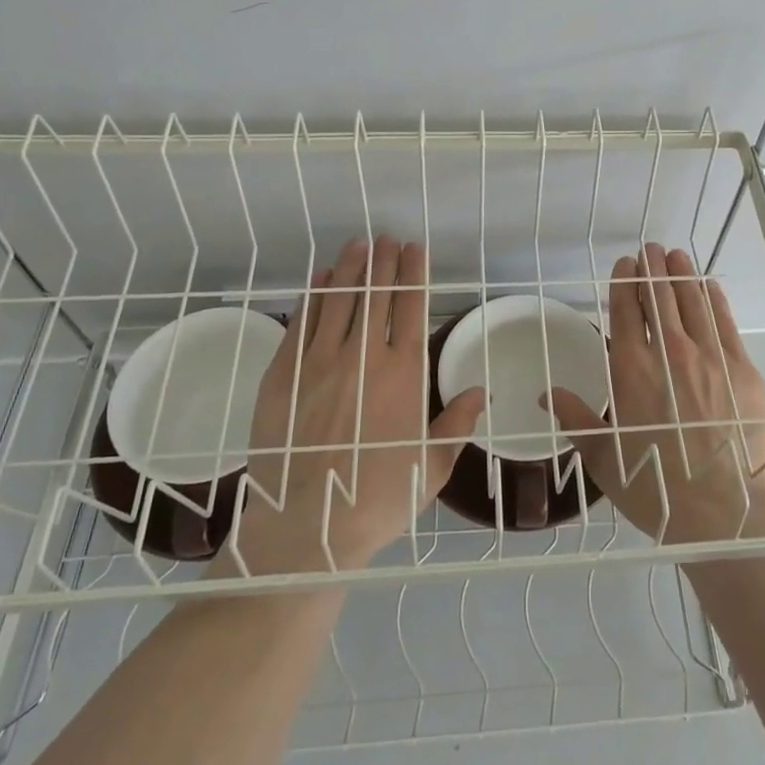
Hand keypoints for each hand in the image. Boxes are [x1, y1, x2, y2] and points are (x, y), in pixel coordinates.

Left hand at [215, 236, 485, 576]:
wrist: (307, 527)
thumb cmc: (379, 498)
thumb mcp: (432, 466)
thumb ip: (457, 423)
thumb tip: (480, 392)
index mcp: (404, 374)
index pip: (411, 306)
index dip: (414, 273)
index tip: (414, 248)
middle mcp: (364, 356)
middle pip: (376, 293)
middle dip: (383, 260)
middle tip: (386, 237)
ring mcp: (319, 362)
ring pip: (338, 299)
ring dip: (350, 268)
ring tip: (358, 244)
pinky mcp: (284, 374)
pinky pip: (302, 323)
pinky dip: (313, 296)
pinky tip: (320, 279)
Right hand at [547, 244, 764, 545]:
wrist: (720, 508)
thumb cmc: (654, 486)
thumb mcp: (602, 456)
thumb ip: (575, 418)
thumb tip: (546, 395)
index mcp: (630, 369)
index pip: (625, 311)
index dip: (624, 283)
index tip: (625, 265)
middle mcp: (668, 352)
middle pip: (658, 297)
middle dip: (652, 268)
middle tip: (650, 249)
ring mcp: (708, 356)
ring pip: (691, 302)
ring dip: (681, 274)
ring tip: (676, 255)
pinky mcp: (741, 368)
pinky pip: (724, 322)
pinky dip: (713, 299)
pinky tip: (708, 285)